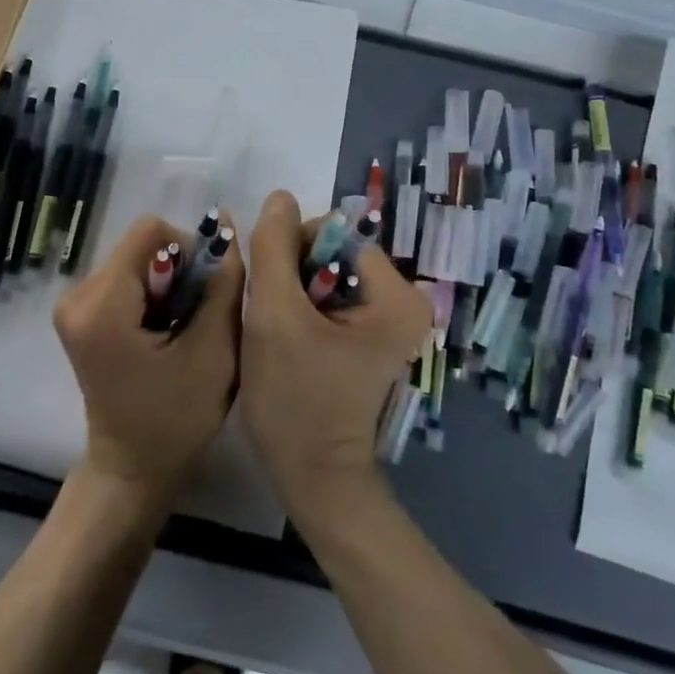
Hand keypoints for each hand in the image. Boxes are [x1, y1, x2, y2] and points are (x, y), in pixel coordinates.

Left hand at [54, 212, 243, 506]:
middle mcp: (76, 295)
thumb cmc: (175, 419)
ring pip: (138, 260)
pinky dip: (153, 296)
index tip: (204, 294)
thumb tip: (224, 221)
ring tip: (181, 331)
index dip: (189, 250)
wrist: (131, 470)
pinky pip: (126, 278)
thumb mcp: (215, 349)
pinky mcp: (80, 314)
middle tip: (196, 319)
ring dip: (169, 285)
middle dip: (179, 273)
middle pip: (143, 246)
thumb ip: (223, 281)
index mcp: (101, 304)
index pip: (151, 231)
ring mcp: (73, 304)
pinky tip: (164, 334)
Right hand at [242, 191, 431, 519]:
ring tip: (278, 331)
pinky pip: (325, 297)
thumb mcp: (274, 316)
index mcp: (397, 294)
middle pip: (330, 252)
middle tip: (274, 318)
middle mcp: (402, 301)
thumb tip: (279, 195)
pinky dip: (299, 308)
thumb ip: (273, 247)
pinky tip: (287, 339)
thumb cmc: (296, 399)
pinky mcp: (367, 336)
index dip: (292, 252)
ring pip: (321, 273)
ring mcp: (385, 320)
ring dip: (290, 290)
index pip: (333, 235)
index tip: (273, 295)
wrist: (312, 478)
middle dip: (291, 274)